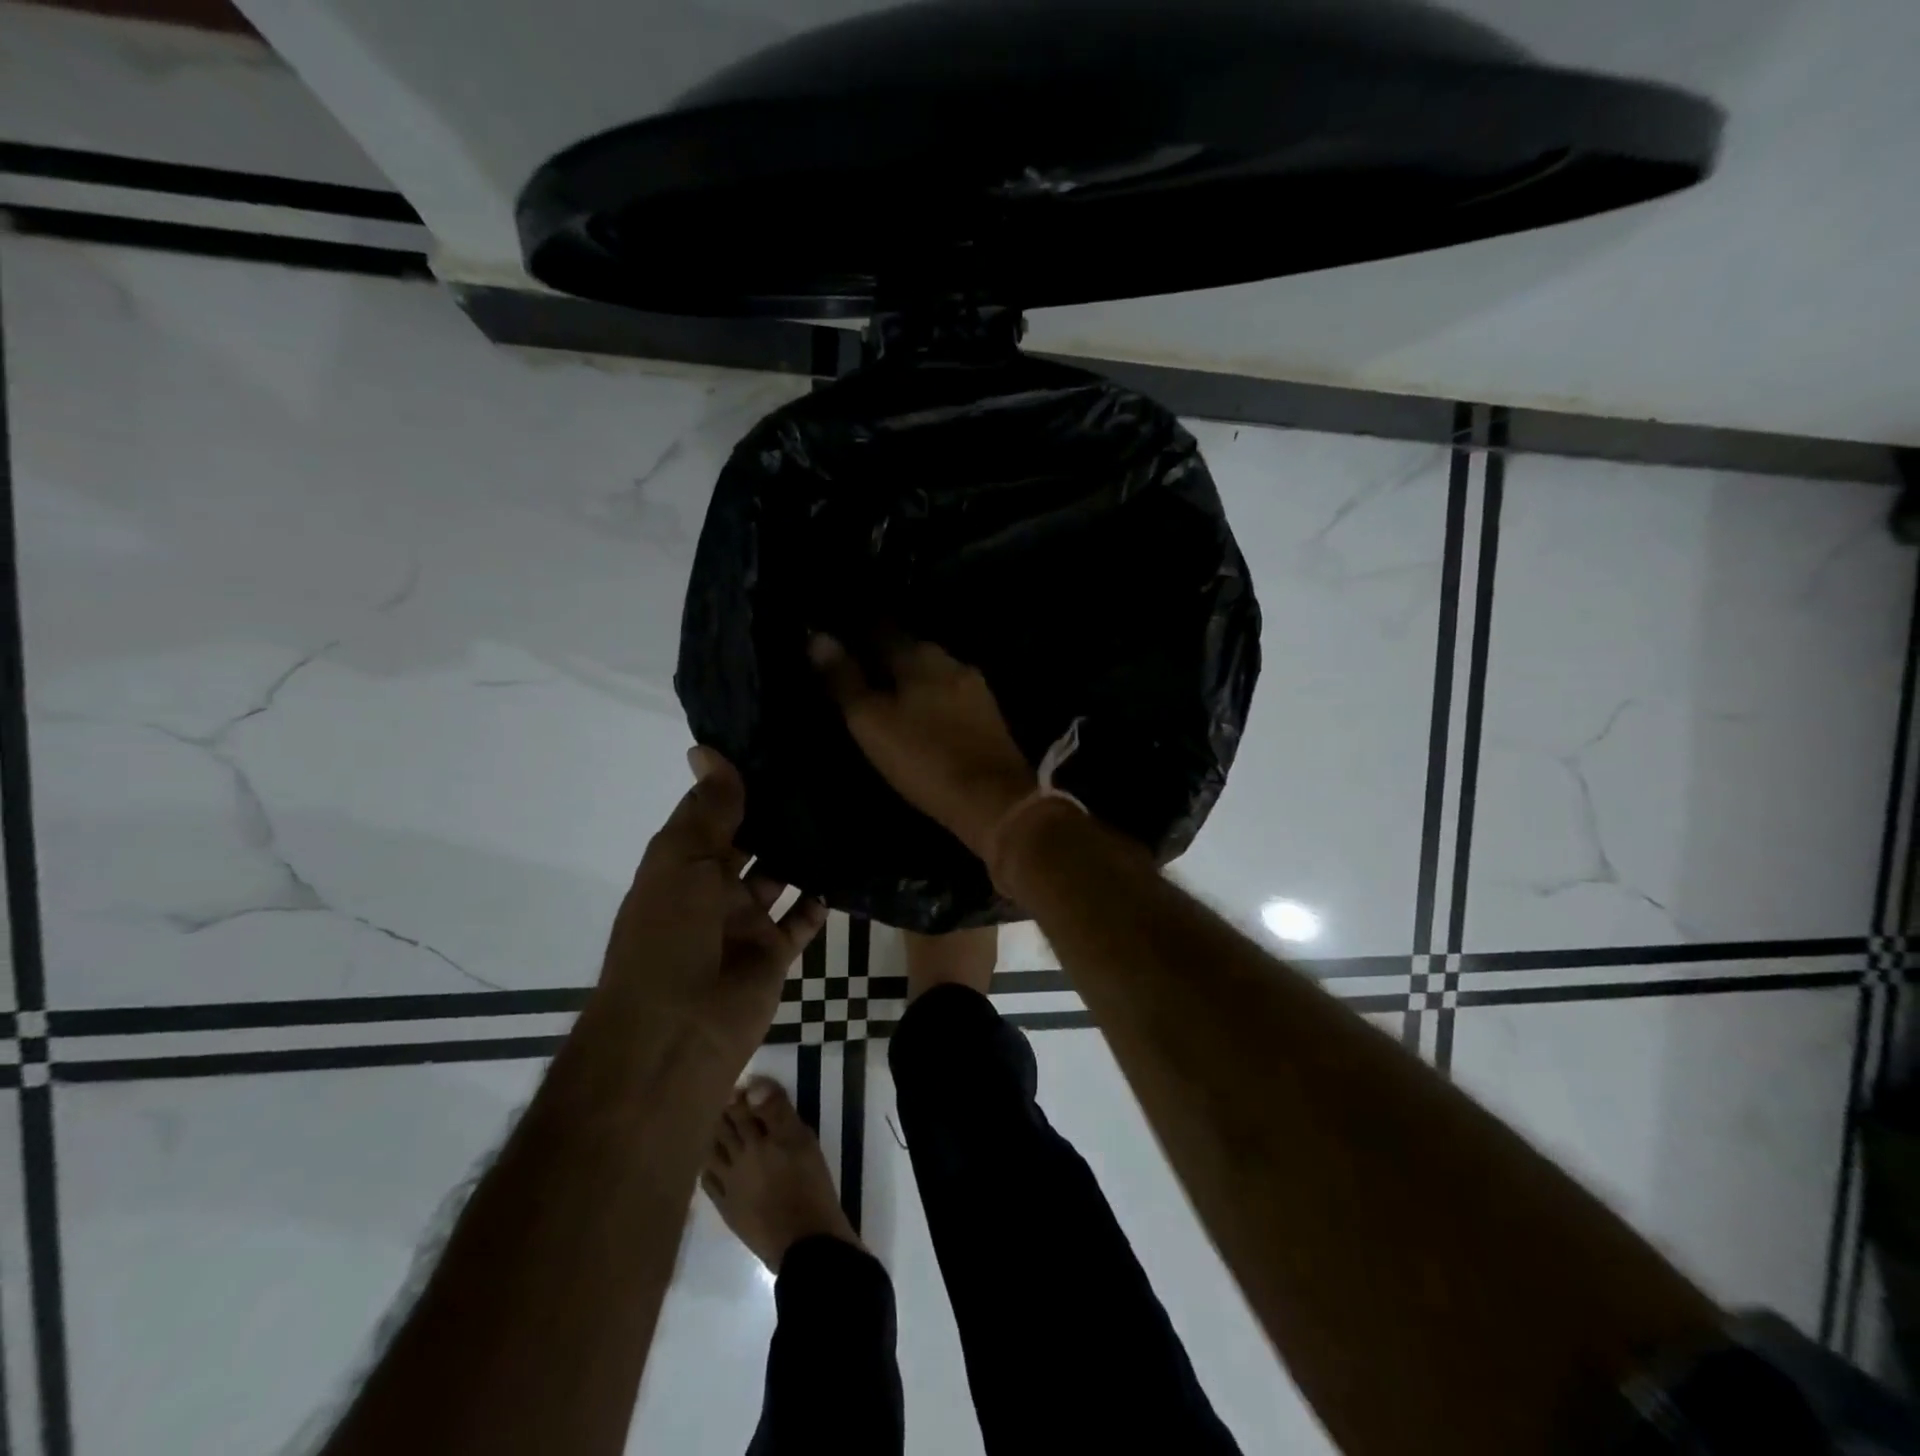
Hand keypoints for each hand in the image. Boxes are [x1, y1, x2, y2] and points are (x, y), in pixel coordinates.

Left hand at [600, 747, 826, 1064]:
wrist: (675, 1033)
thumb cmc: (668, 936)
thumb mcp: (681, 861)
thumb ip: (708, 810)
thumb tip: (707, 749)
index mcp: (681, 862)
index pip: (713, 811)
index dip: (739, 781)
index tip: (778, 743)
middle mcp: (713, 887)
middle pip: (751, 840)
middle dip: (779, 814)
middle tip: (825, 772)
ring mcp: (745, 921)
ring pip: (781, 875)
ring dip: (805, 852)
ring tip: (844, 811)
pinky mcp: (773, 952)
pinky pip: (803, 918)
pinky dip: (821, 898)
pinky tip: (849, 868)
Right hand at [810, 633, 1035, 859]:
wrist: (994, 800)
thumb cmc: (924, 757)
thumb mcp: (871, 721)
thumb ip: (845, 679)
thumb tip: (818, 637)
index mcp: (920, 655)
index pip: (882, 630)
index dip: (858, 635)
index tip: (840, 646)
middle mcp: (951, 661)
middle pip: (911, 650)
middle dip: (886, 658)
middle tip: (861, 675)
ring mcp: (975, 688)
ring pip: (933, 674)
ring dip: (911, 681)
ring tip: (888, 699)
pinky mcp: (989, 716)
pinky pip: (950, 696)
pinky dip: (932, 700)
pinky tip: (922, 717)